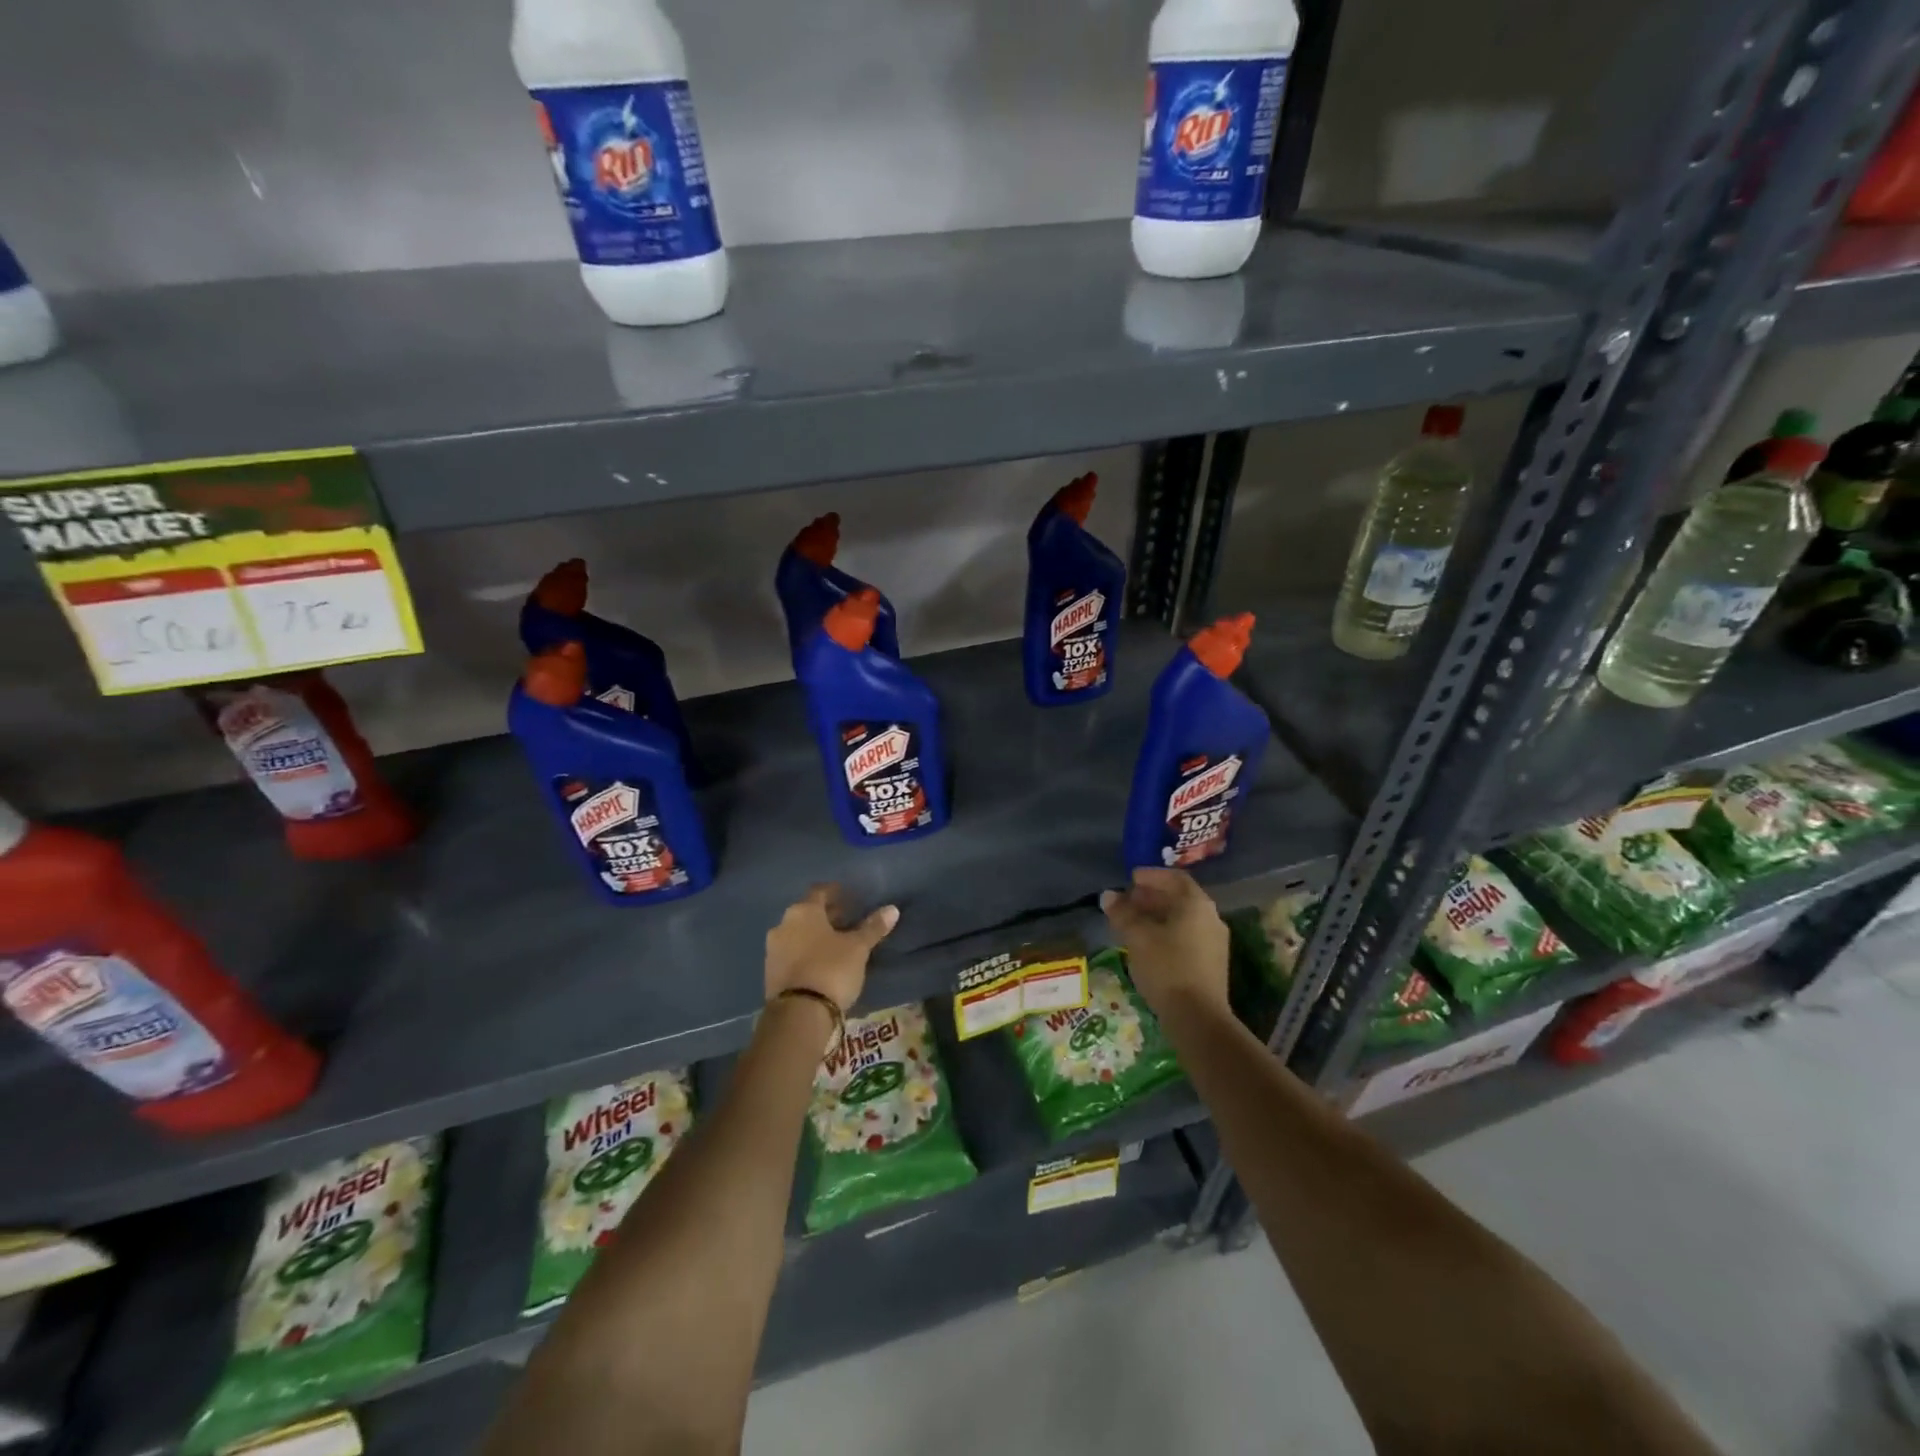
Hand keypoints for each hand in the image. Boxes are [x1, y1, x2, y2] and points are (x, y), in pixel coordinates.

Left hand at [765, 883, 898, 1011]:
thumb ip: (873, 927)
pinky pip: (791, 954)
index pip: (819, 891)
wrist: (799, 1014)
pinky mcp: (770, 973)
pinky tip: (821, 964)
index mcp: (803, 911)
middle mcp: (783, 925)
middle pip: (807, 913)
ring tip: (836, 945)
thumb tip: (892, 909)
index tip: (850, 898)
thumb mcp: (858, 948)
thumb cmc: (831, 969)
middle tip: (847, 922)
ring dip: (814, 936)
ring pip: (797, 934)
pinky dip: (805, 953)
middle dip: (826, 916)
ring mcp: (773, 950)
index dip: (835, 893)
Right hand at [1100, 868, 1229, 1017]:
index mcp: (1196, 904)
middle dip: (1152, 896)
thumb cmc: (1166, 968)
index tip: (1131, 878)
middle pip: (1180, 898)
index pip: (1174, 878)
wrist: (1198, 1018)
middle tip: (1128, 900)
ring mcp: (1215, 942)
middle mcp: (1211, 918)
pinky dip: (1167, 932)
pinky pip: (1187, 936)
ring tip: (1133, 922)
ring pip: (1183, 919)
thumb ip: (1122, 913)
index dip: (1151, 876)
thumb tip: (1108, 895)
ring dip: (1159, 915)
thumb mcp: (1137, 937)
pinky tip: (1148, 944)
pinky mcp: (1212, 963)